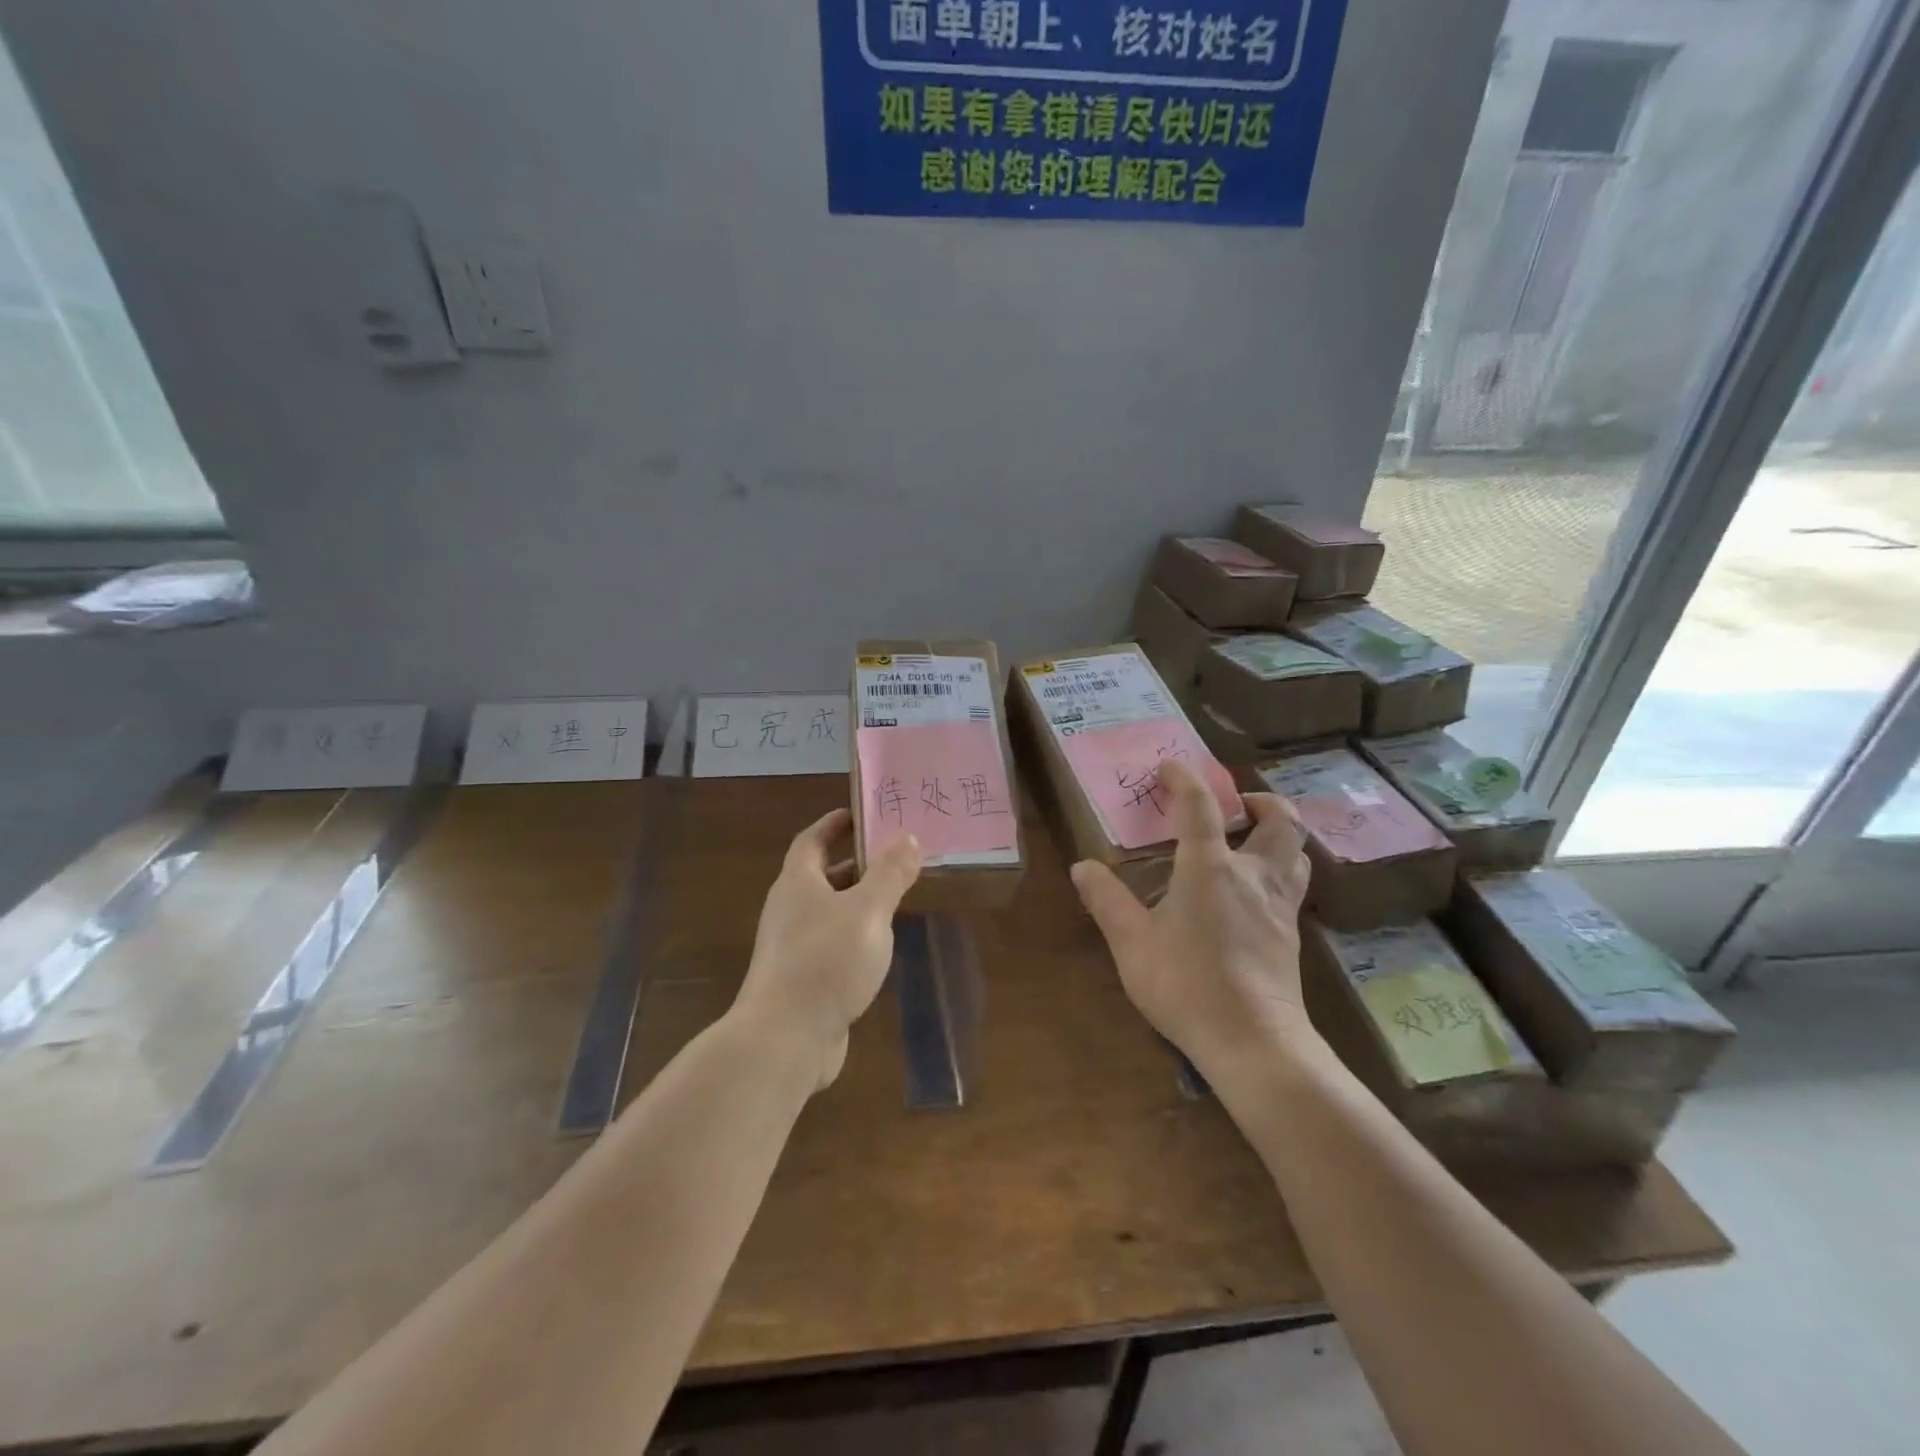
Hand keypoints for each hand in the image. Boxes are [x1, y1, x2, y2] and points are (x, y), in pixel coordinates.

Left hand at [731, 808, 922, 1089]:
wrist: (785, 1039)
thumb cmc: (826, 961)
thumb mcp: (868, 911)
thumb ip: (889, 873)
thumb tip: (906, 836)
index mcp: (798, 883)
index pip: (812, 840)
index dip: (834, 824)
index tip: (861, 813)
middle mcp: (790, 910)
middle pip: (821, 875)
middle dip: (854, 863)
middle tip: (893, 855)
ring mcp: (792, 947)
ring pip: (828, 912)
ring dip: (857, 901)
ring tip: (895, 897)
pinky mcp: (802, 979)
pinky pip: (831, 944)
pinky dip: (854, 936)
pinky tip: (879, 947)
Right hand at [1070, 759, 1316, 1080]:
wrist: (1253, 1042)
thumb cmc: (1187, 985)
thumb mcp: (1131, 943)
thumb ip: (1107, 901)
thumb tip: (1082, 867)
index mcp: (1210, 868)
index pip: (1200, 806)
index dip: (1185, 779)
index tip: (1169, 766)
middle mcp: (1253, 875)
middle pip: (1279, 821)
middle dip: (1261, 801)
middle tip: (1236, 805)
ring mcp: (1279, 906)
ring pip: (1297, 851)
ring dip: (1278, 833)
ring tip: (1251, 840)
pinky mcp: (1291, 935)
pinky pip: (1294, 884)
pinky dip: (1280, 868)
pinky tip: (1255, 892)